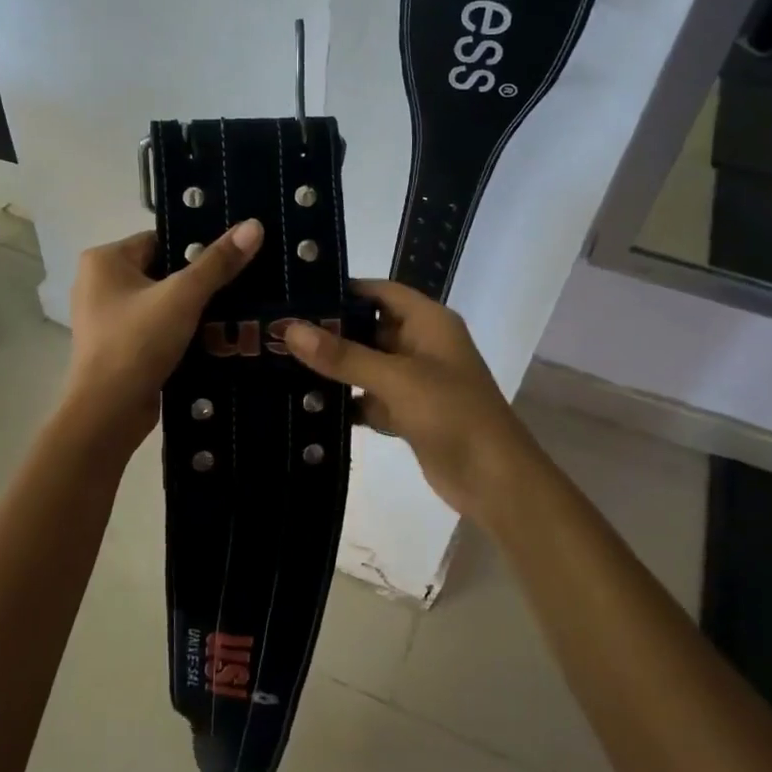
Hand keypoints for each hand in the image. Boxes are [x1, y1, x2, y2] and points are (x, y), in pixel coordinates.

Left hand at [63, 220, 263, 447]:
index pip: (161, 239)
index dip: (197, 247)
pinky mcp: (119, 347)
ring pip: (162, 302)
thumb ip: (218, 262)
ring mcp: (107, 318)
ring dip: (193, 308)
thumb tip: (254, 225)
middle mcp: (99, 283)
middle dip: (199, 280)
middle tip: (243, 282)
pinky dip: (181, 331)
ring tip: (237, 308)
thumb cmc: (137, 343)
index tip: (234, 256)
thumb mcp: (183, 297)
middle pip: (163, 270)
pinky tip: (215, 336)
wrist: (108, 414)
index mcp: (104, 260)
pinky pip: (157, 327)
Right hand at [283, 280, 539, 527]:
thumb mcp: (396, 379)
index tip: (296, 295)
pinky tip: (307, 405)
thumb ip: (344, 355)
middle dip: (329, 331)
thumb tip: (290, 329)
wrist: (495, 481)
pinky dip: (345, 402)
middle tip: (276, 332)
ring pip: (366, 365)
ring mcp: (415, 381)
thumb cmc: (453, 414)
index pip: (379, 292)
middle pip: (368, 328)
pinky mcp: (408, 414)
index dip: (342, 290)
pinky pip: (369, 398)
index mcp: (428, 322)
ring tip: (280, 364)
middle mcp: (421, 344)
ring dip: (333, 368)